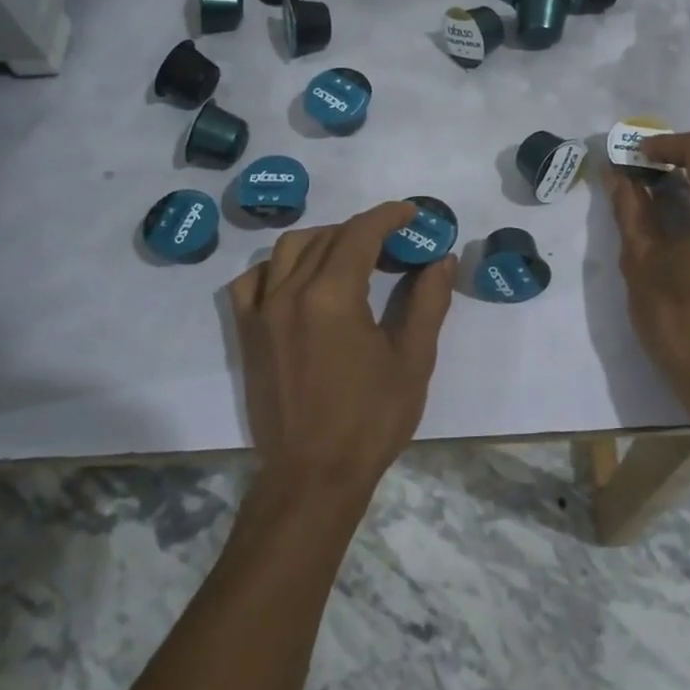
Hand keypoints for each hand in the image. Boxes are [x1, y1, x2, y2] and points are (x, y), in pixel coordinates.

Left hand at [229, 201, 455, 500]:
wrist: (313, 475)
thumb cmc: (371, 420)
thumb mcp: (413, 359)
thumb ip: (428, 301)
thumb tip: (441, 260)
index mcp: (333, 295)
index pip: (360, 233)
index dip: (389, 216)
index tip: (411, 214)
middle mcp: (291, 292)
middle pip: (327, 237)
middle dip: (363, 229)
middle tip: (393, 243)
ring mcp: (263, 312)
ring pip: (288, 250)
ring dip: (323, 240)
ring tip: (350, 255)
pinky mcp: (248, 333)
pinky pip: (252, 281)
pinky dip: (276, 268)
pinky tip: (297, 280)